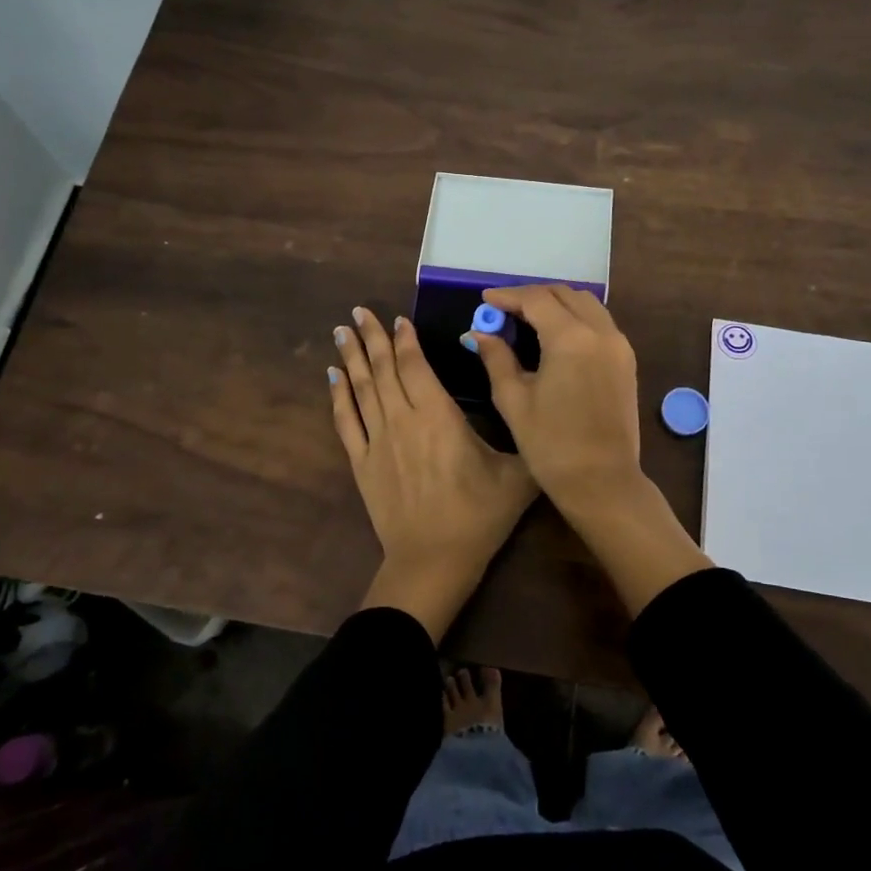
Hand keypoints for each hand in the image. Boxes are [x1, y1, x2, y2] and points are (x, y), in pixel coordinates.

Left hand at [331, 306, 537, 641]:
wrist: (433, 561)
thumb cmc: (478, 516)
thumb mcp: (518, 476)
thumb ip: (526, 439)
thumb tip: (538, 410)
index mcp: (439, 416)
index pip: (415, 366)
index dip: (405, 340)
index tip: (397, 319)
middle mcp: (403, 419)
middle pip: (383, 369)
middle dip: (371, 336)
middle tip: (358, 310)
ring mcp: (378, 440)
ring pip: (361, 388)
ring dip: (351, 357)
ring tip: (340, 330)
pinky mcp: (362, 463)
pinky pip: (346, 421)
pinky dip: (338, 395)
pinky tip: (332, 376)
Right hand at [465, 284, 644, 516]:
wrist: (602, 481)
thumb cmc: (551, 444)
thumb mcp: (514, 399)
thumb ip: (496, 358)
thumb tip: (479, 333)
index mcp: (571, 338)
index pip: (537, 299)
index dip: (508, 296)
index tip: (486, 300)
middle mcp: (601, 332)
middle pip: (565, 294)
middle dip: (533, 296)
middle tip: (505, 310)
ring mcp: (619, 346)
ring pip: (587, 305)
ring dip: (557, 303)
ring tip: (528, 319)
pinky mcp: (626, 361)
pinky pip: (600, 323)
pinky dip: (576, 318)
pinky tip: (555, 336)